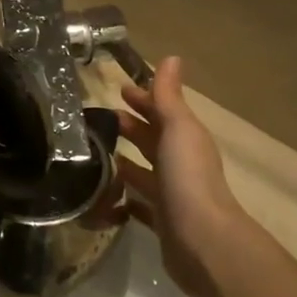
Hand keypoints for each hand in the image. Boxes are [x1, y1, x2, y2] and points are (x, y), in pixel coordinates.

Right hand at [116, 58, 249, 296]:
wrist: (202, 240)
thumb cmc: (188, 176)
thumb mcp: (178, 128)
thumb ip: (169, 96)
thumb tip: (171, 56)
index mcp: (186, 138)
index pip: (163, 111)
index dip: (144, 98)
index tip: (118, 89)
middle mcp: (181, 163)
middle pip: (153, 139)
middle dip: (131, 126)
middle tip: (98, 118)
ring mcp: (171, 193)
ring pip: (144, 170)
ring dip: (124, 160)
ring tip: (94, 153)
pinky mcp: (161, 221)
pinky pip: (138, 204)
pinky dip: (123, 197)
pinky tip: (104, 194)